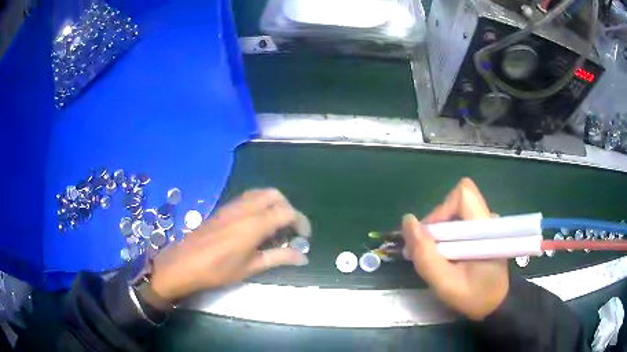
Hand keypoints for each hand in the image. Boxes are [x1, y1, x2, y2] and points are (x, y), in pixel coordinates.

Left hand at [149, 189, 309, 301]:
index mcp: (254, 224)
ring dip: (273, 204)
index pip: (287, 212)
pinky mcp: (223, 208)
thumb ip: (279, 258)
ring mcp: (232, 206)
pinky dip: (259, 204)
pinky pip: (247, 197)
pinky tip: (255, 225)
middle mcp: (245, 208)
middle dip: (288, 209)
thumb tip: (303, 257)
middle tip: (289, 230)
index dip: (301, 222)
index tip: (303, 238)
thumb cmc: (218, 270)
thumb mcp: (251, 267)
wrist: (184, 263)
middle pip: (275, 195)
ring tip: (274, 227)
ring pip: (260, 193)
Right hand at [402, 178, 508, 320]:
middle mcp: (487, 219)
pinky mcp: (482, 231)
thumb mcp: (446, 284)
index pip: (462, 196)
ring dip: (439, 233)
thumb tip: (408, 221)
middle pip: (455, 203)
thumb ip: (426, 255)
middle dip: (436, 225)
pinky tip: (446, 257)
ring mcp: (485, 224)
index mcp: (485, 227)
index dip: (441, 211)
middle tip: (428, 252)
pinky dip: (446, 237)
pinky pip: (458, 223)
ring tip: (436, 258)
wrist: (496, 304)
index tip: (430, 239)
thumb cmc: (475, 297)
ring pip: (454, 213)